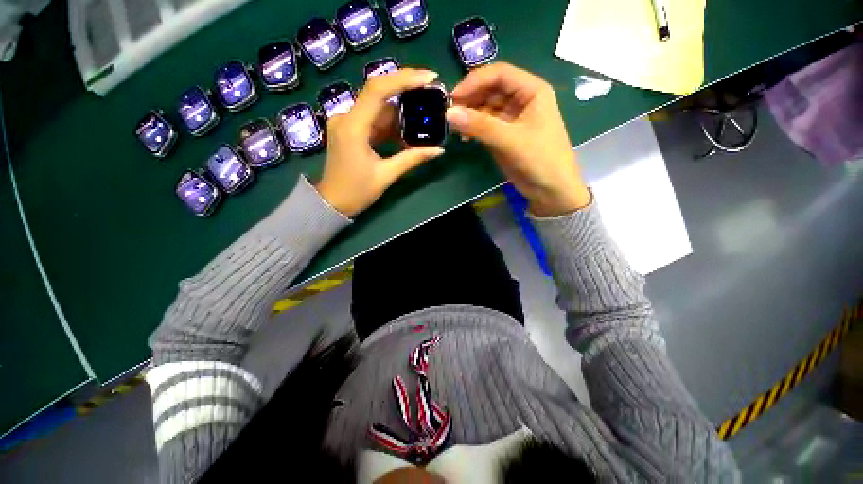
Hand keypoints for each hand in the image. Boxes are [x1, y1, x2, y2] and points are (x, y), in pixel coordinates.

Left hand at [316, 68, 444, 216]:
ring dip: (401, 110)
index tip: (429, 77)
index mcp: (353, 127)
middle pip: (378, 93)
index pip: (378, 90)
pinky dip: (391, 123)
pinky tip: (407, 130)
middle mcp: (346, 118)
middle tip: (431, 91)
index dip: (404, 79)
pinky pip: (373, 120)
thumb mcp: (386, 175)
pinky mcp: (350, 130)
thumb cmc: (356, 192)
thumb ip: (412, 159)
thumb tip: (439, 150)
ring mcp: (346, 123)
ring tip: (425, 112)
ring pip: (377, 108)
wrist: (331, 203)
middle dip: (406, 90)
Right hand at [446, 62, 590, 216]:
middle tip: (450, 114)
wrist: (551, 190)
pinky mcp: (504, 135)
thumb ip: (480, 126)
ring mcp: (512, 119)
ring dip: (470, 115)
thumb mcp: (511, 140)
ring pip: (485, 108)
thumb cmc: (540, 159)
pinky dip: (473, 129)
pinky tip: (465, 138)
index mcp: (531, 90)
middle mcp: (521, 100)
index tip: (454, 97)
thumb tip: (449, 113)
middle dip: (470, 99)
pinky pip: (485, 126)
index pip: (499, 74)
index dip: (475, 81)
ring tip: (455, 128)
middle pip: (490, 90)